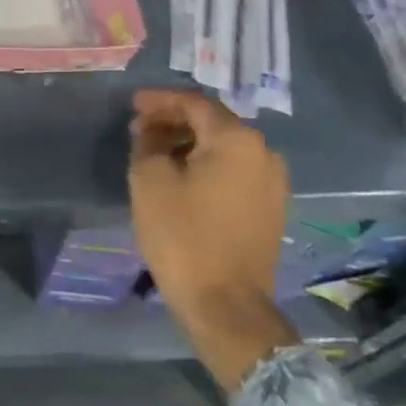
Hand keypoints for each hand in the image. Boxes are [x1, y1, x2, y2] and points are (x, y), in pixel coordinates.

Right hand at [128, 90, 296, 388]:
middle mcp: (264, 153)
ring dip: (189, 144)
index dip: (160, 100)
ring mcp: (273, 183)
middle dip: (174, 121)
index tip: (132, 104)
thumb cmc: (182, 235)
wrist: (226, 305)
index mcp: (237, 139)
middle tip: (140, 129)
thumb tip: (153, 130)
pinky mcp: (270, 209)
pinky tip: (182, 177)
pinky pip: (235, 172)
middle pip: (213, 123)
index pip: (194, 103)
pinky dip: (207, 166)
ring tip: (156, 153)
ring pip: (224, 148)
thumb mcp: (149, 180)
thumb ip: (148, 142)